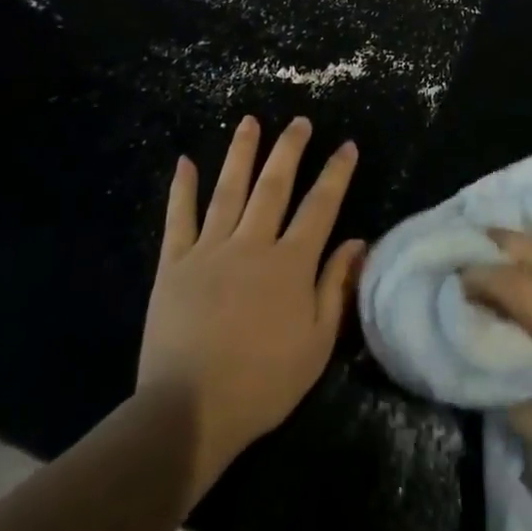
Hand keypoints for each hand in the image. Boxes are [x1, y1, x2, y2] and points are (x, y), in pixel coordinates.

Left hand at [137, 115, 365, 495]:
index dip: (336, 173)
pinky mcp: (173, 263)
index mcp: (291, 263)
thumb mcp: (317, 344)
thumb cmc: (263, 382)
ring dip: (241, 153)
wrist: (190, 409)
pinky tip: (185, 161)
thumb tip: (358, 241)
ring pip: (229, 189)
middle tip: (299, 121)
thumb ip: (336, 287)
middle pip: (274, 185)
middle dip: (290, 149)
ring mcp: (209, 249)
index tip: (346, 145)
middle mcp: (252, 244)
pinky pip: (179, 218)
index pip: (320, 206)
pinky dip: (182, 188)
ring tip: (249, 121)